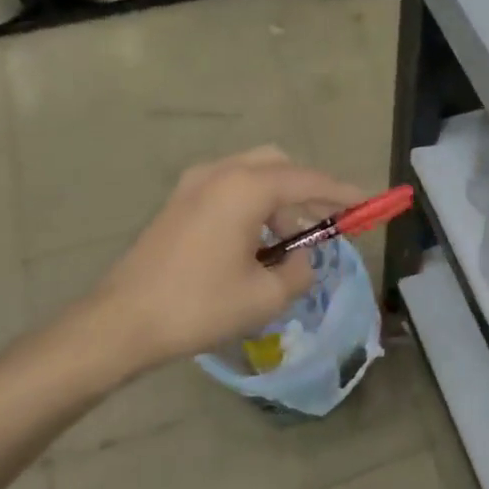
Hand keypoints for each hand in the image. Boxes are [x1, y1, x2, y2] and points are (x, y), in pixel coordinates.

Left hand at [76, 148, 364, 378]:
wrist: (120, 322)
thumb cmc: (198, 306)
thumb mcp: (265, 296)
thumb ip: (299, 272)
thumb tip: (303, 261)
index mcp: (245, 188)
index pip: (307, 181)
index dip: (342, 193)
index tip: (367, 204)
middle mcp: (220, 173)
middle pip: (279, 165)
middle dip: (307, 191)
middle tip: (325, 224)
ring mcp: (193, 184)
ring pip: (253, 174)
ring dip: (279, 201)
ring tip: (288, 245)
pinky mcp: (178, 202)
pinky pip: (230, 187)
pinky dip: (253, 204)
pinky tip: (254, 243)